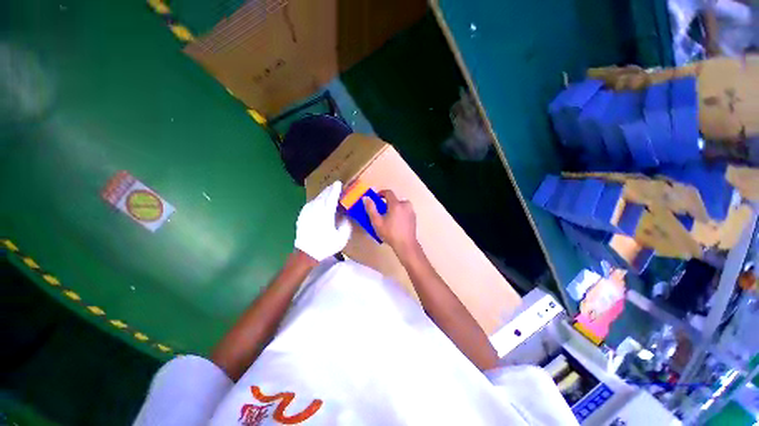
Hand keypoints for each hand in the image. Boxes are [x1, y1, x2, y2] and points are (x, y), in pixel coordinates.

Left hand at [294, 181, 351, 261]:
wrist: (305, 253)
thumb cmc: (325, 246)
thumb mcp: (342, 238)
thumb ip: (346, 225)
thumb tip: (345, 216)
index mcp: (326, 214)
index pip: (331, 197)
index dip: (336, 190)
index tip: (339, 183)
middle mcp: (316, 210)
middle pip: (323, 195)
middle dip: (329, 189)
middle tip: (335, 186)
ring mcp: (307, 212)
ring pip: (316, 198)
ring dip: (323, 194)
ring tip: (328, 192)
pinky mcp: (302, 215)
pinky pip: (311, 203)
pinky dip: (317, 200)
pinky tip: (319, 201)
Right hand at [364, 190, 418, 256]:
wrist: (406, 245)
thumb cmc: (390, 233)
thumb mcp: (377, 222)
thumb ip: (371, 208)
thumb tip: (366, 198)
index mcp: (396, 204)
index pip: (388, 192)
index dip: (381, 193)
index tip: (376, 198)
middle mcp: (405, 205)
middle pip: (395, 199)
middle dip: (388, 203)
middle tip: (382, 212)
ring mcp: (411, 211)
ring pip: (400, 205)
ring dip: (394, 208)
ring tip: (389, 218)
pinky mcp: (414, 217)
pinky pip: (405, 210)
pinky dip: (400, 213)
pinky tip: (396, 223)